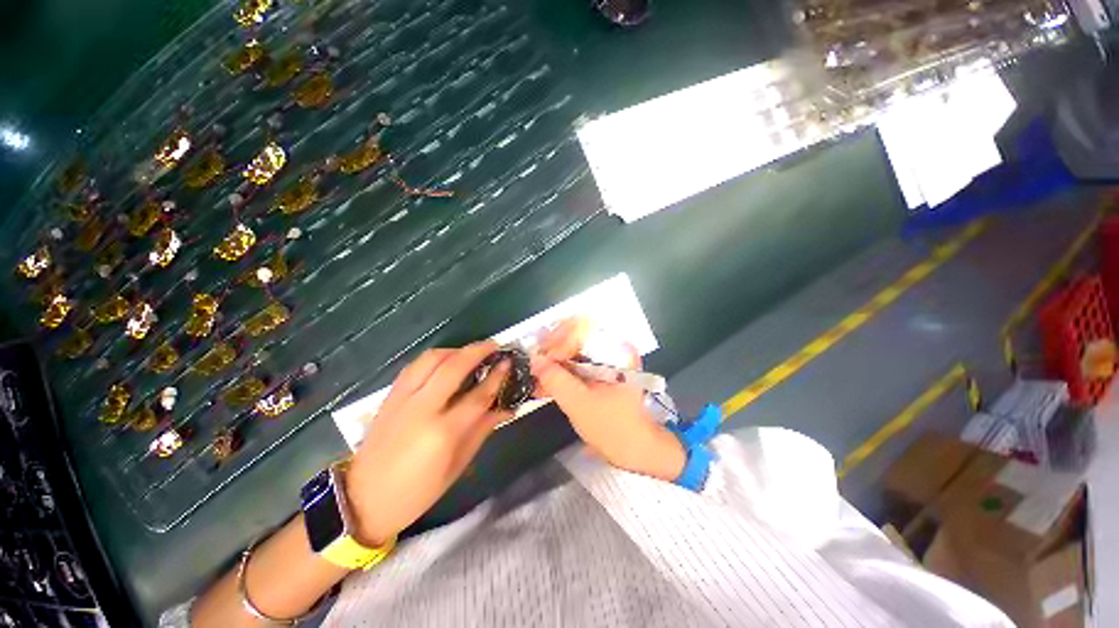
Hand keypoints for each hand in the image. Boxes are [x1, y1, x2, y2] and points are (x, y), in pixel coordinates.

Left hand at [344, 341, 511, 545]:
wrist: (364, 499)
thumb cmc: (418, 491)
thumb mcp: (458, 465)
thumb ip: (482, 429)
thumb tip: (506, 407)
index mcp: (443, 433)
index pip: (477, 396)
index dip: (496, 377)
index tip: (508, 363)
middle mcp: (422, 409)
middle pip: (453, 367)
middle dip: (477, 351)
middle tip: (494, 345)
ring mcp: (403, 399)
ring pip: (431, 359)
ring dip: (455, 350)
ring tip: (471, 352)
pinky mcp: (390, 396)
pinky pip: (415, 366)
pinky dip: (434, 358)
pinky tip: (445, 361)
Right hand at [531, 322, 684, 481]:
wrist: (637, 448)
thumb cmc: (612, 427)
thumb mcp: (579, 403)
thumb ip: (555, 379)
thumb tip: (534, 358)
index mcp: (615, 349)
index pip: (580, 328)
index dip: (557, 340)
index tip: (541, 358)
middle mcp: (613, 347)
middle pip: (575, 335)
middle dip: (552, 350)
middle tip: (535, 366)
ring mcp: (608, 358)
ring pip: (574, 348)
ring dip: (554, 361)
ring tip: (537, 376)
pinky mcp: (603, 370)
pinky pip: (578, 361)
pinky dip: (562, 370)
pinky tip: (547, 383)